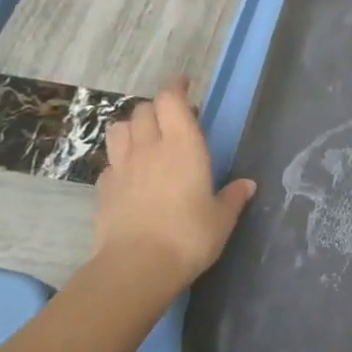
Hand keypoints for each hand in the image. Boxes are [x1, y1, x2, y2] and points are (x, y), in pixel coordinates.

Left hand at [93, 78, 255, 288]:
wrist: (136, 267)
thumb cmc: (189, 235)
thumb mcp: (222, 218)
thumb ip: (233, 197)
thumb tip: (247, 185)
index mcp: (183, 145)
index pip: (171, 99)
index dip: (176, 86)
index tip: (184, 83)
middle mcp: (150, 147)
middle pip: (144, 110)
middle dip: (157, 107)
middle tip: (171, 118)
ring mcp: (122, 167)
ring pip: (119, 129)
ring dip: (132, 126)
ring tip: (145, 138)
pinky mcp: (103, 189)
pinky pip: (110, 162)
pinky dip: (120, 160)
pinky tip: (130, 175)